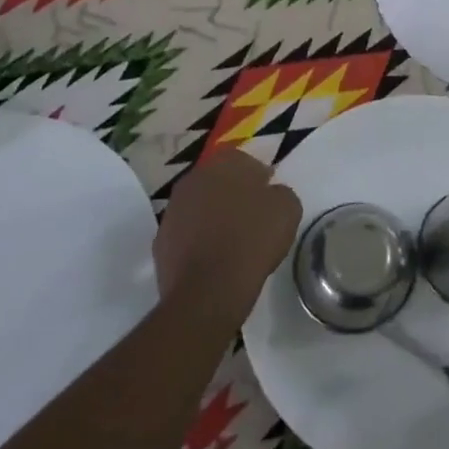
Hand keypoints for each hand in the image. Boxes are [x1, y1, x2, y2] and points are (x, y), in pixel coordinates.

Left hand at [155, 148, 300, 328]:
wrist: (209, 288)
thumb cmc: (253, 239)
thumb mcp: (288, 209)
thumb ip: (280, 192)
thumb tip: (270, 194)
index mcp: (224, 163)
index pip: (244, 160)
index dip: (259, 178)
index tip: (269, 197)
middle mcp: (193, 178)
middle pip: (218, 181)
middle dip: (233, 194)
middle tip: (252, 217)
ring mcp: (172, 209)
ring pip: (200, 206)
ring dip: (214, 216)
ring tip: (233, 240)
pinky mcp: (161, 240)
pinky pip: (187, 233)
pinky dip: (199, 240)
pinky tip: (215, 258)